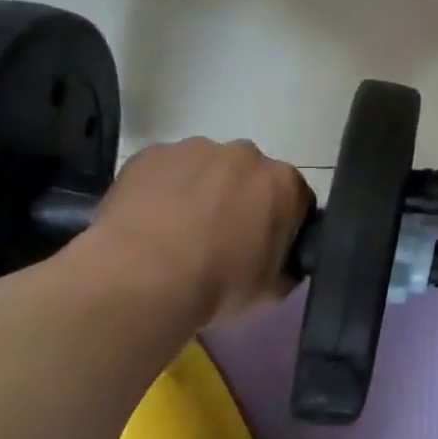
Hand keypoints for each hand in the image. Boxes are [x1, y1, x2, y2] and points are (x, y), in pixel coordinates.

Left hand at [86, 138, 313, 323]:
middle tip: (221, 238)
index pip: (296, 198)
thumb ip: (288, 265)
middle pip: (250, 175)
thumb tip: (284, 262)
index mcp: (284, 183)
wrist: (142, 278)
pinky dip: (163, 189)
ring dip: (201, 190)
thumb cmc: (219, 284)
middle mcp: (246, 155)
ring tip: (178, 232)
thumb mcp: (273, 288)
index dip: (282, 223)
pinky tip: (150, 222)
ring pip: (206, 169)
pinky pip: (165, 170)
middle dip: (241, 199)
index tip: (265, 246)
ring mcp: (195, 149)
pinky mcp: (150, 154)